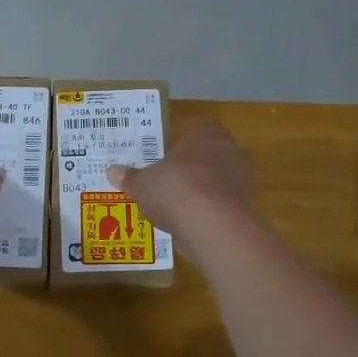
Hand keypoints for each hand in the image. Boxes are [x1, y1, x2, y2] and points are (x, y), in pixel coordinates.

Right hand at [108, 122, 252, 241]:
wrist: (211, 223)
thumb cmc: (174, 187)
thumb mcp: (143, 183)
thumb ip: (131, 177)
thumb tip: (112, 172)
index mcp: (206, 134)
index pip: (200, 131)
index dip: (185, 145)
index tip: (168, 159)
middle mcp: (229, 151)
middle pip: (210, 157)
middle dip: (193, 169)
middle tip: (169, 183)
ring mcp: (241, 181)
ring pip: (218, 182)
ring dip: (201, 193)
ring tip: (176, 209)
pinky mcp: (244, 208)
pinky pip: (222, 207)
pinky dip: (208, 214)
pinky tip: (188, 225)